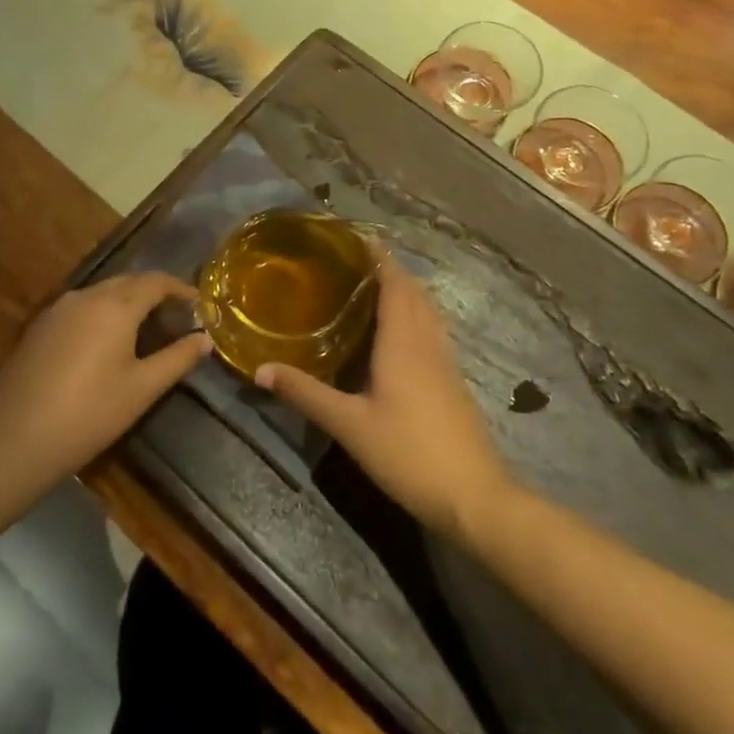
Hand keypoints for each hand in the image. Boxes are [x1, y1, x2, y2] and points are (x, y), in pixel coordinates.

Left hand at [0, 272, 212, 486]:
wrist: (15, 439)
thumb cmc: (90, 413)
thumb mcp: (142, 388)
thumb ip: (178, 359)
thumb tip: (205, 339)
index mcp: (115, 305)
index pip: (156, 281)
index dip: (180, 289)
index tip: (199, 304)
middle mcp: (86, 296)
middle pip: (128, 282)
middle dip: (154, 293)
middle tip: (176, 317)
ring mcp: (57, 310)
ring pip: (102, 293)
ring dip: (127, 302)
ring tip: (145, 329)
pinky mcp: (39, 327)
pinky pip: (80, 308)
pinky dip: (102, 314)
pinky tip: (105, 342)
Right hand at [255, 256, 510, 537]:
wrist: (473, 496)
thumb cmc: (408, 453)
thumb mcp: (348, 425)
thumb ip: (305, 394)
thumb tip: (260, 369)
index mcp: (403, 342)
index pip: (394, 284)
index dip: (379, 257)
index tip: (358, 237)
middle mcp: (427, 342)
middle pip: (414, 292)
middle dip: (389, 270)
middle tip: (355, 262)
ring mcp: (445, 362)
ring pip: (428, 311)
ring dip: (406, 291)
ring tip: (374, 287)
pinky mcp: (453, 381)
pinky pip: (433, 331)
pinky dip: (415, 315)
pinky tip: (398, 334)